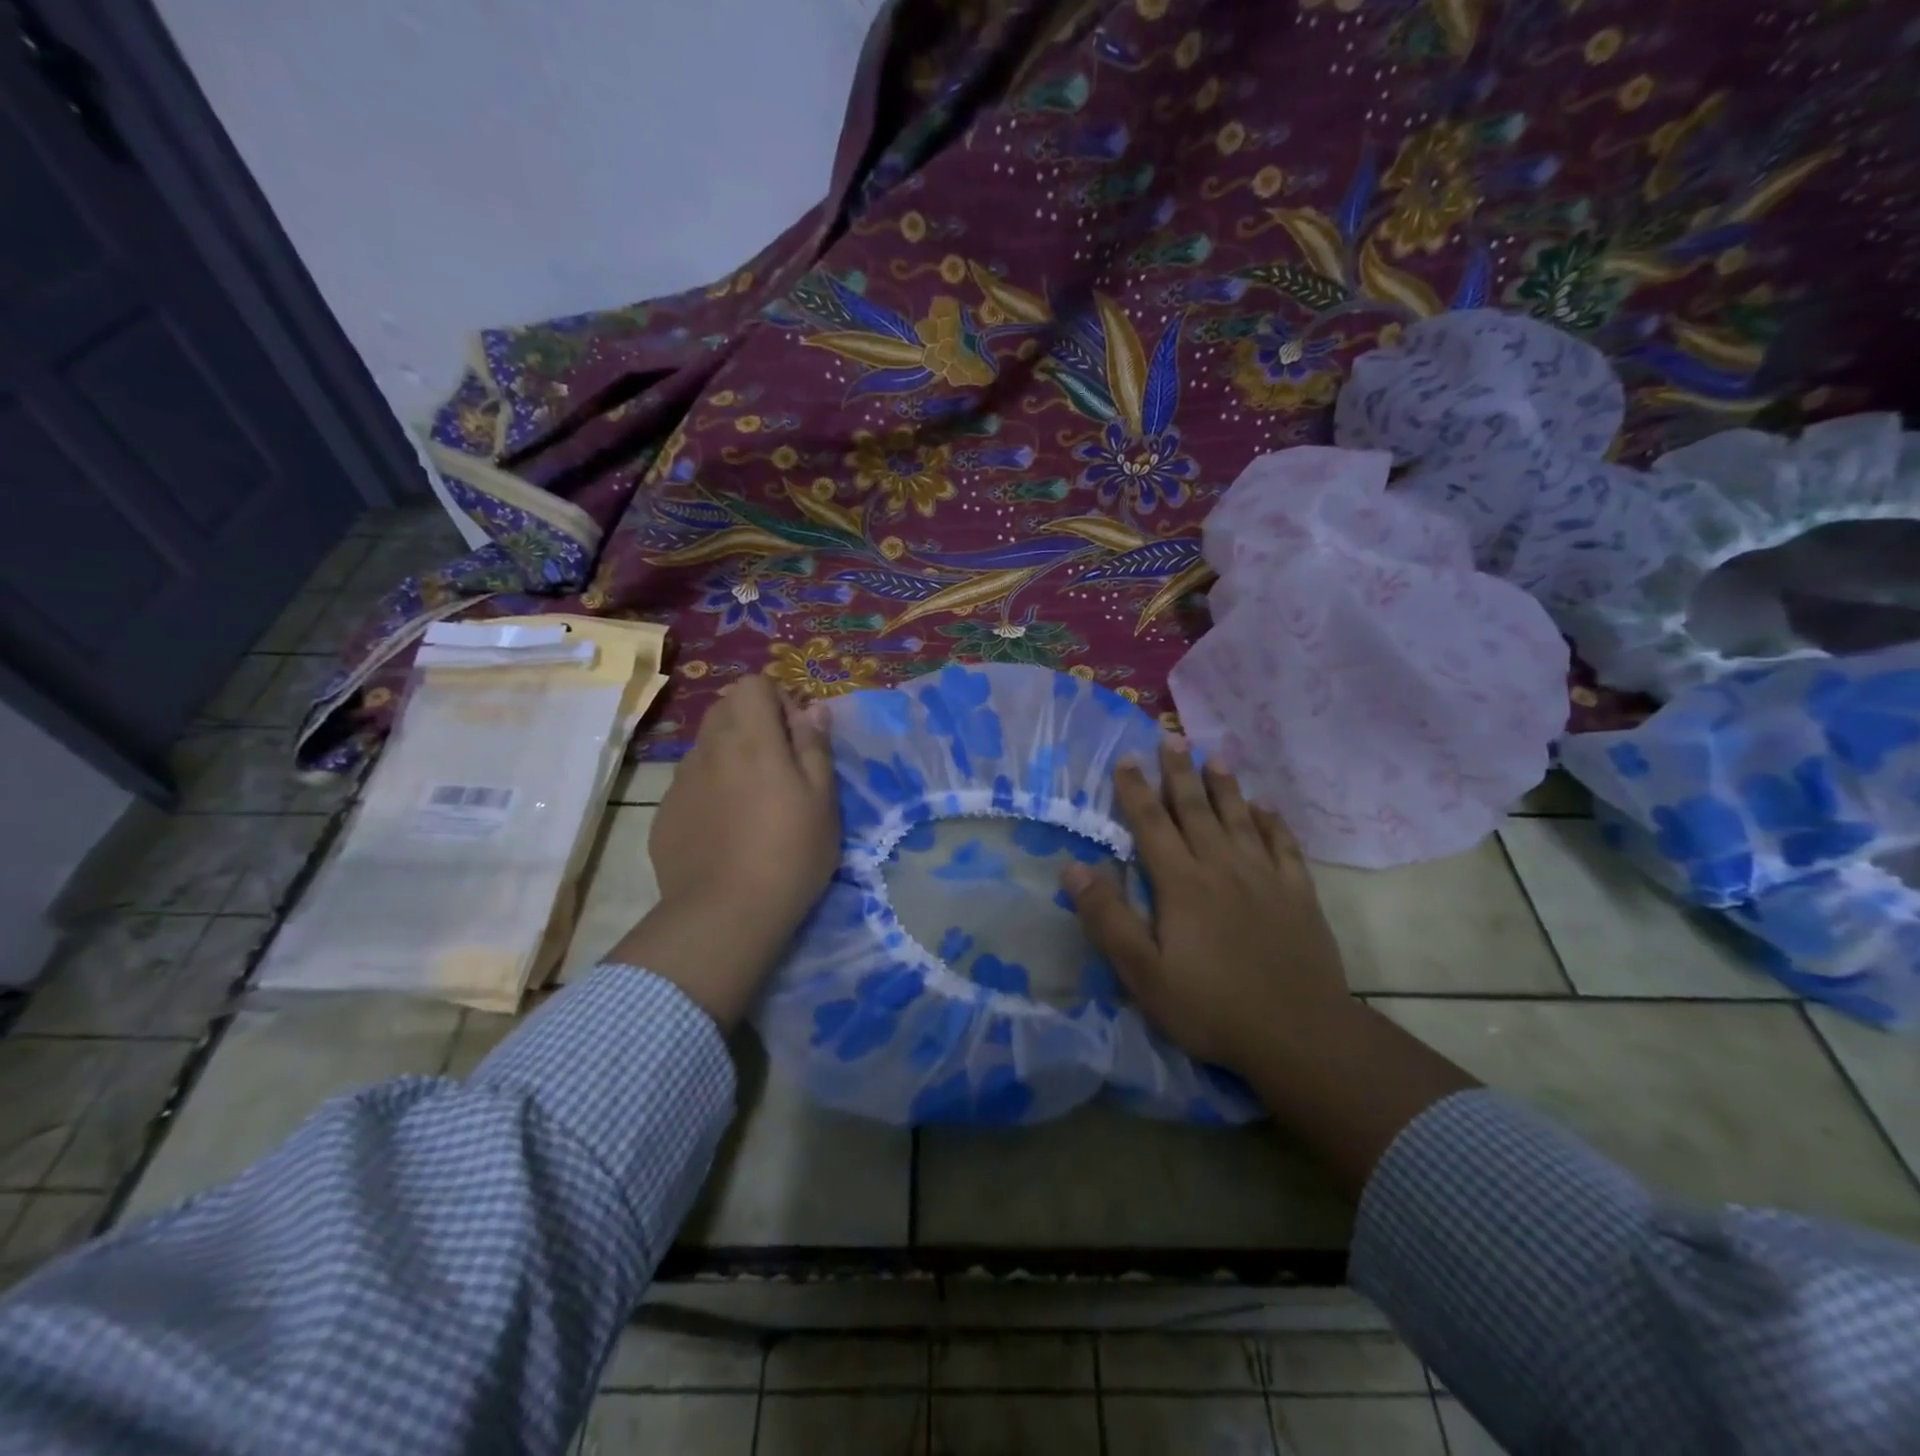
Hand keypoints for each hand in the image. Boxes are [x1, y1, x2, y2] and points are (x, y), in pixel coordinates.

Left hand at [607, 676, 838, 1028]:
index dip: (777, 700)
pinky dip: (710, 789)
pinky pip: (690, 783)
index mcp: (751, 738)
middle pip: (725, 709)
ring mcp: (680, 781)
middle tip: (778, 765)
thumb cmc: (790, 852)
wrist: (724, 914)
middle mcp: (709, 748)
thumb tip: (812, 708)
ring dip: (729, 755)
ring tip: (750, 801)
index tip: (795, 737)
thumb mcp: (823, 799)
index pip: (753, 685)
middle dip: (752, 722)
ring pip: (706, 746)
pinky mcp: (665, 813)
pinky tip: (724, 830)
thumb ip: (815, 746)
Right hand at [1062, 737, 1350, 1076]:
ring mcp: (1266, 878)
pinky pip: (1284, 846)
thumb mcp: (1144, 974)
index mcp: (1182, 884)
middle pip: (1196, 810)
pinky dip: (1272, 823)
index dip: (1136, 789)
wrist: (1300, 1036)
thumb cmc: (1211, 1007)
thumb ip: (1108, 919)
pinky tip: (1265, 809)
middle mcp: (1222, 868)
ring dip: (1225, 787)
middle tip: (1172, 738)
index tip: (1126, 758)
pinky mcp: (1299, 895)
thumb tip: (1074, 867)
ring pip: (1240, 819)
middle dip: (1180, 773)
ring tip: (1215, 757)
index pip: (1153, 824)